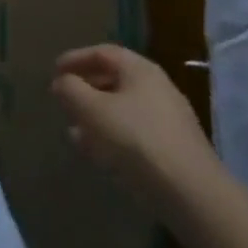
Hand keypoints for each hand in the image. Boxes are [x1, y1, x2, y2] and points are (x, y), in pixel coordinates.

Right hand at [52, 45, 220, 217]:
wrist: (193, 195)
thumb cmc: (137, 141)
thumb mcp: (93, 110)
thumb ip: (71, 90)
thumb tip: (62, 82)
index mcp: (140, 70)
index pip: (103, 53)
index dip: (76, 58)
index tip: (54, 70)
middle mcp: (157, 88)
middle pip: (114, 80)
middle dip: (85, 89)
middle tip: (64, 100)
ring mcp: (168, 120)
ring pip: (123, 109)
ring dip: (96, 117)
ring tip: (74, 132)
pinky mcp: (173, 149)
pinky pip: (134, 133)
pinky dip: (112, 137)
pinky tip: (99, 154)